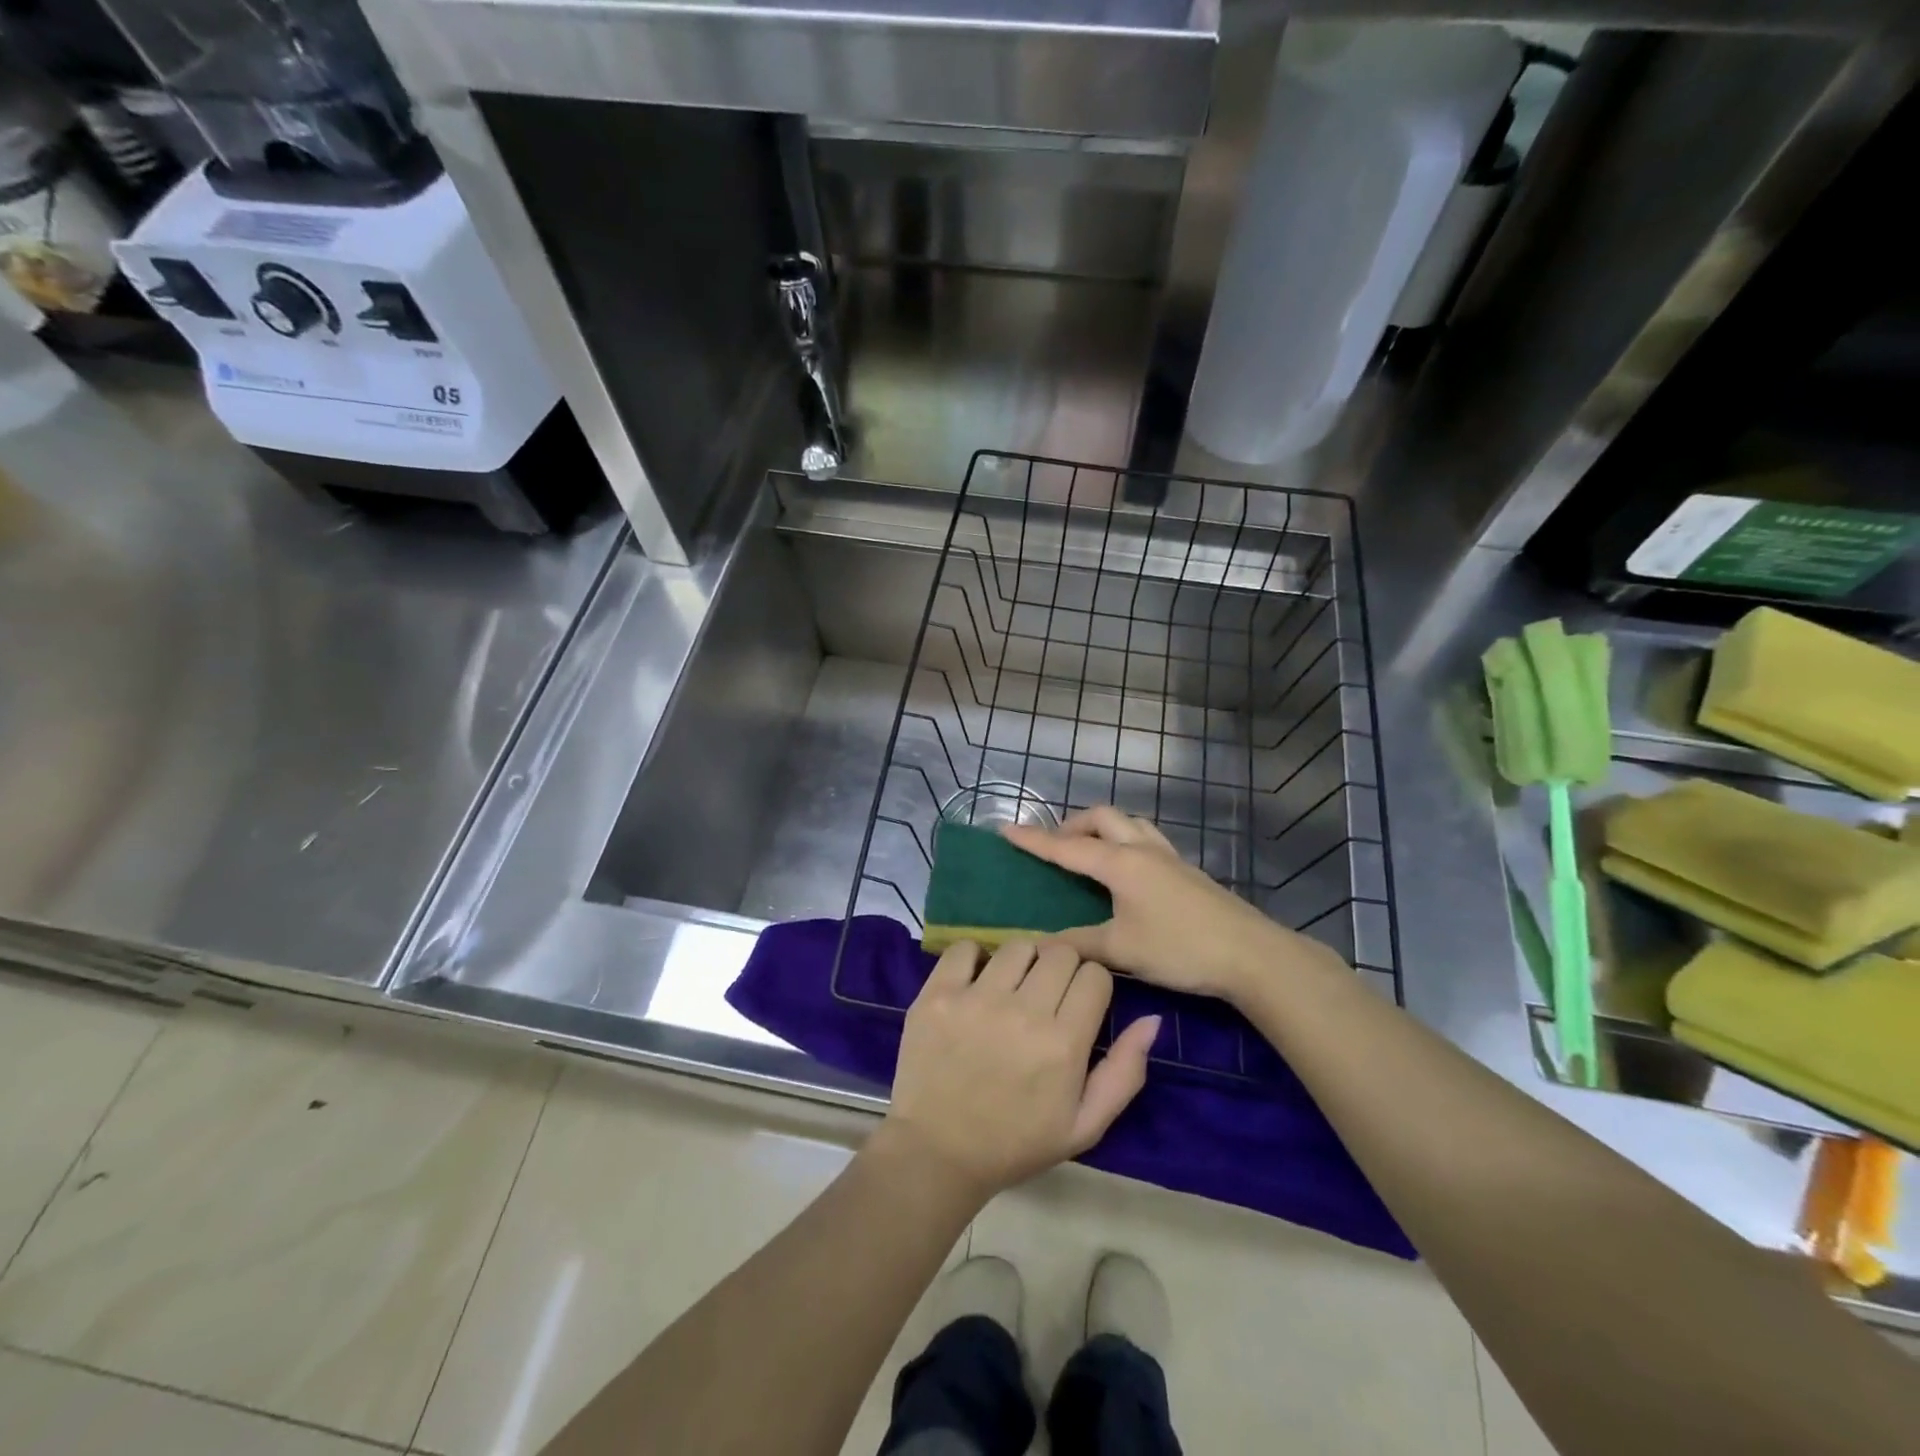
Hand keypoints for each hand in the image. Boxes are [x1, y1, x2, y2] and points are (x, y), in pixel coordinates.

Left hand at [879, 939, 1160, 1204]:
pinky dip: (974, 958)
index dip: (1091, 987)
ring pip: (1018, 946)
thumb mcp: (1084, 1125)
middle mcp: (1023, 1012)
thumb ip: (1124, 1072)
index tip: (1077, 1005)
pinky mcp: (938, 994)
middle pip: (1061, 952)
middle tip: (1045, 996)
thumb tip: (1152, 1019)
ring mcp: (976, 999)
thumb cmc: (1016, 1142)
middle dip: (1061, 969)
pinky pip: (965, 947)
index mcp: (1063, 1044)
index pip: (1095, 975)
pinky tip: (975, 982)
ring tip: (1010, 990)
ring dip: (1022, 963)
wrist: (938, 1152)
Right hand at [1004, 806, 1348, 1002]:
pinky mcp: (1186, 869)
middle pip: (1101, 817)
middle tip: (1055, 846)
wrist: (1250, 955)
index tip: (1005, 829)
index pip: (1066, 847)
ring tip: (1089, 851)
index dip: (1034, 839)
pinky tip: (1128, 870)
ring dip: (1103, 827)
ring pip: (1129, 822)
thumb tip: (1041, 945)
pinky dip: (1125, 840)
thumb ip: (1078, 943)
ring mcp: (1168, 856)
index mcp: (1120, 863)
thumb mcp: (1122, 950)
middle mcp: (1142, 849)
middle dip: (1072, 824)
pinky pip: (1147, 838)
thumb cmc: (1180, 948)